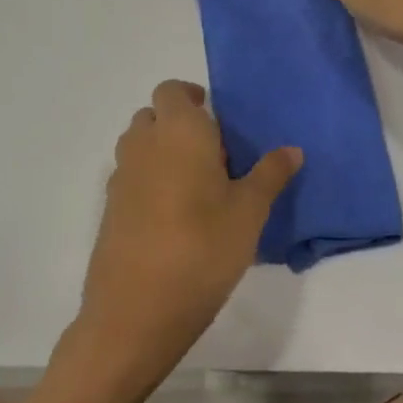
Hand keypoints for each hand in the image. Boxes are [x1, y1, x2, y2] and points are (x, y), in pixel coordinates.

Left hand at [66, 80, 300, 396]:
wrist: (136, 312)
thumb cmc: (202, 249)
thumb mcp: (250, 212)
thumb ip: (270, 174)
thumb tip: (292, 149)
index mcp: (178, 132)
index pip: (173, 90)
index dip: (192, 98)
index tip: (218, 122)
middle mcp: (142, 145)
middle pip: (153, 115)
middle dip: (179, 124)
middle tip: (214, 155)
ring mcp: (120, 178)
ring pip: (139, 145)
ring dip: (162, 151)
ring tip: (197, 186)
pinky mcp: (109, 210)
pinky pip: (131, 177)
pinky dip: (149, 180)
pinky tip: (175, 217)